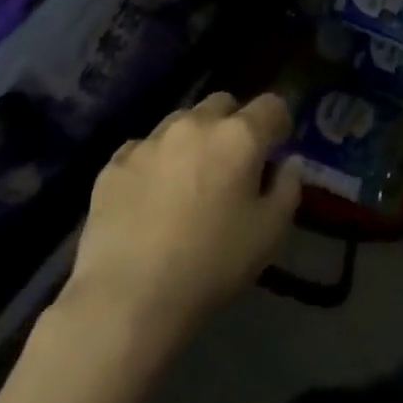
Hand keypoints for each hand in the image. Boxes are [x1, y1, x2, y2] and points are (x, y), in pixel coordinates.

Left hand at [63, 92, 300, 334]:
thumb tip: (288, 163)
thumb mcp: (271, 233)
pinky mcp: (113, 165)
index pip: (272, 104)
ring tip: (190, 177)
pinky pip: (143, 148)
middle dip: (234, 123)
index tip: (277, 148)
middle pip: (223, 103)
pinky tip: (152, 195)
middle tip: (234, 162)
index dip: (279, 123)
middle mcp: (195, 125)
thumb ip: (288, 188)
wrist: (127, 299)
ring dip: (194, 138)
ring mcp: (150, 141)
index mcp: (240, 136)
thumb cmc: (212, 264)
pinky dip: (155, 161)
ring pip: (181, 121)